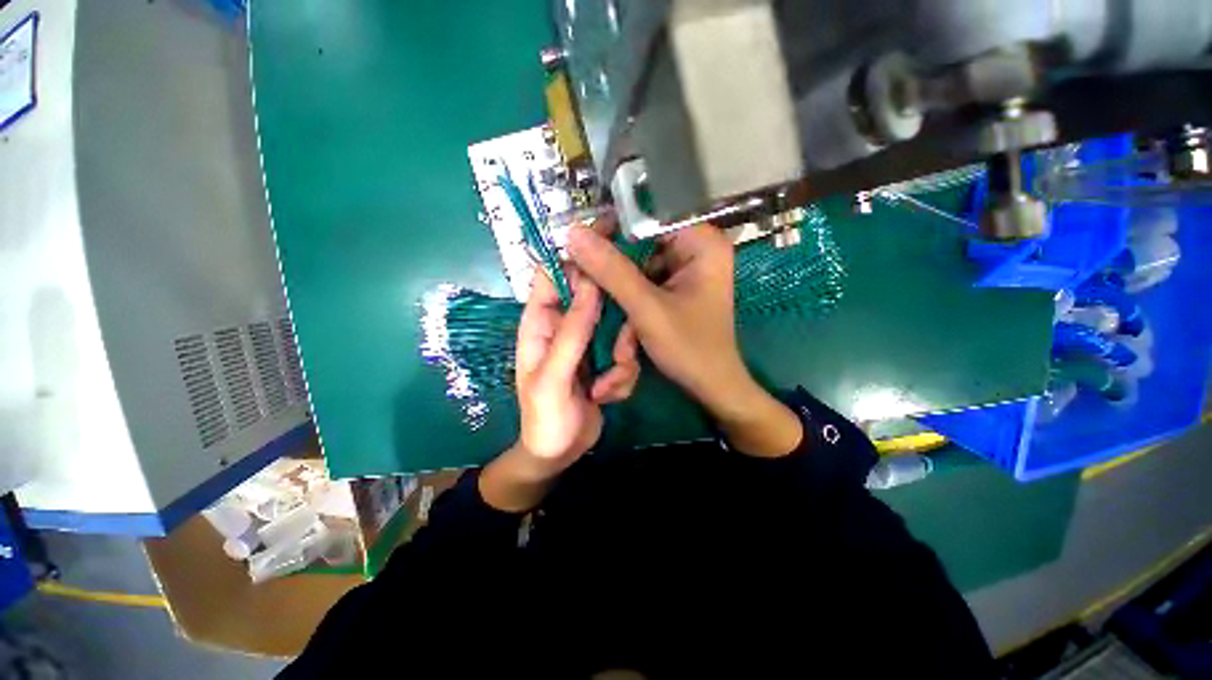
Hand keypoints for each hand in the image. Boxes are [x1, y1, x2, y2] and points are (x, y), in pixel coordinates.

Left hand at [479, 269, 640, 512]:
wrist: (561, 453)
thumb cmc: (545, 418)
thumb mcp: (553, 378)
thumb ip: (572, 333)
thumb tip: (591, 285)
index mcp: (541, 322)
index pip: (553, 275)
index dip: (577, 258)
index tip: (609, 249)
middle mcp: (567, 324)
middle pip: (596, 296)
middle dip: (615, 320)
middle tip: (621, 348)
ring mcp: (590, 341)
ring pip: (619, 325)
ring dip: (622, 357)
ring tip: (607, 385)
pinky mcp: (608, 357)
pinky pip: (627, 351)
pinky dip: (623, 375)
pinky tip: (607, 396)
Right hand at [567, 221, 801, 456]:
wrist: (711, 386)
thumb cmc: (689, 348)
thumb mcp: (646, 308)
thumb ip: (611, 270)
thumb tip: (574, 233)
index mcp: (702, 243)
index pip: (649, 215)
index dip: (613, 225)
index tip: (582, 242)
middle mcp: (696, 248)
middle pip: (641, 240)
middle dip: (615, 268)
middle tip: (586, 282)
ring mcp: (687, 269)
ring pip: (639, 263)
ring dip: (621, 290)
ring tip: (615, 317)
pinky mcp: (677, 287)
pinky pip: (645, 280)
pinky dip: (631, 298)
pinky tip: (629, 325)